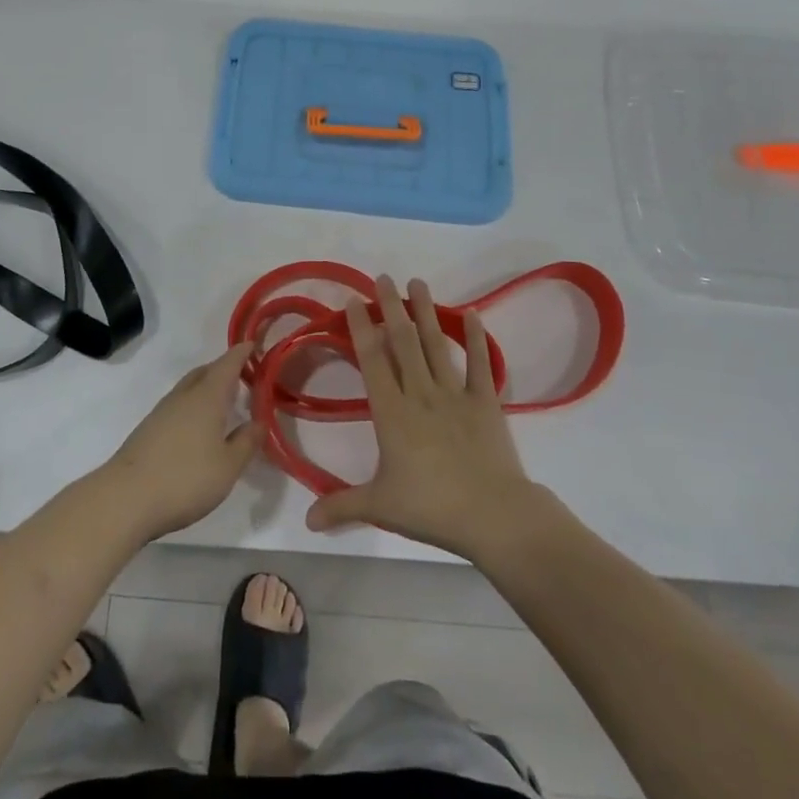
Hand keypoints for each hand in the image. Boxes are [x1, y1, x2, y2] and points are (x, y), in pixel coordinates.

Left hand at [96, 341, 264, 542]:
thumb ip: (246, 442)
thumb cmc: (185, 478)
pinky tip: (198, 428)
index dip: (242, 352)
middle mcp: (184, 396)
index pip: (228, 364)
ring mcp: (162, 411)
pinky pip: (178, 405)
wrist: (125, 499)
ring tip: (224, 403)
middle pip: (206, 372)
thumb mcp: (228, 466)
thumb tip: (259, 422)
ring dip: (207, 388)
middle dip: (224, 369)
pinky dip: (193, 406)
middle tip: (243, 376)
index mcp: (207, 396)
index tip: (253, 343)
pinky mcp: (148, 429)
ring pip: (189, 388)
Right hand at [306, 276, 540, 560]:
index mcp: (392, 413)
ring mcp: (454, 394)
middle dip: (391, 307)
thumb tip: (305, 520)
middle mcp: (420, 394)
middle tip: (383, 278)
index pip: (372, 361)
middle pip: (403, 342)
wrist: (493, 515)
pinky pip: (480, 364)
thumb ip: (341, 506)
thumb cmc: (431, 507)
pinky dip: (477, 338)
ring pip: (436, 345)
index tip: (355, 301)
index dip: (362, 329)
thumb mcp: (379, 507)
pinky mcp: (485, 402)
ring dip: (426, 312)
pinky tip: (472, 314)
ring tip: (417, 282)